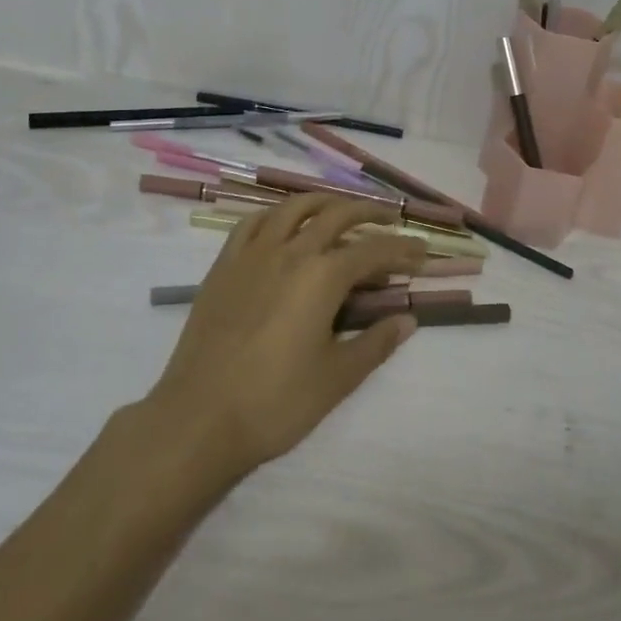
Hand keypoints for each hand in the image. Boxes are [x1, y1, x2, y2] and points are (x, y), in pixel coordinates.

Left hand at [145, 195, 427, 479]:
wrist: (199, 418)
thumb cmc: (276, 402)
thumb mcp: (337, 378)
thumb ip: (376, 343)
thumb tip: (408, 320)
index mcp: (322, 276)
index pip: (373, 250)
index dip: (402, 249)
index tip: (422, 252)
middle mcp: (290, 252)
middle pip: (336, 215)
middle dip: (369, 213)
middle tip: (390, 220)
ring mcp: (252, 255)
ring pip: (293, 208)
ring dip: (324, 202)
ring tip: (341, 210)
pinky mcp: (224, 266)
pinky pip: (252, 223)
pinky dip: (276, 214)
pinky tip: (283, 223)